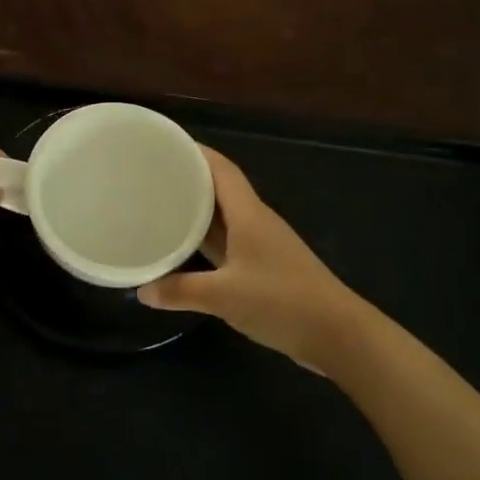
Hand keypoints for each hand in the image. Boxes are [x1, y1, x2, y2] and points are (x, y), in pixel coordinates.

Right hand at [139, 146, 366, 369]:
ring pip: (223, 217)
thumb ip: (181, 291)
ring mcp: (262, 245)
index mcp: (248, 214)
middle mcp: (255, 221)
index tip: (164, 144)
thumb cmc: (282, 301)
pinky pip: (228, 242)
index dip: (195, 152)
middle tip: (151, 176)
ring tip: (159, 206)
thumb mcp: (224, 296)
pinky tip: (185, 249)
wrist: (338, 334)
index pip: (221, 169)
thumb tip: (142, 291)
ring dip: (196, 210)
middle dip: (188, 179)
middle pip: (219, 189)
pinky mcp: (265, 267)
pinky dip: (205, 240)